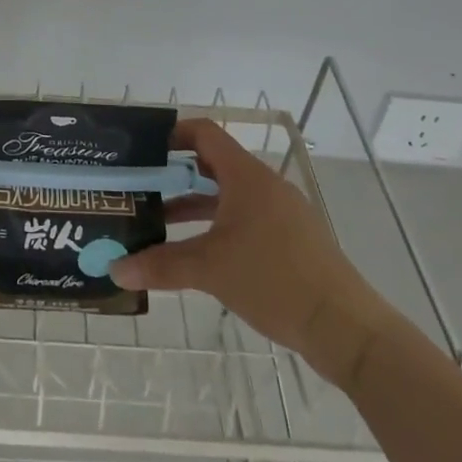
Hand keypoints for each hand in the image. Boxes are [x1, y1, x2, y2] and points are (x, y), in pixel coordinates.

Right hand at [110, 118, 400, 388]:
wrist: (345, 328)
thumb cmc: (274, 281)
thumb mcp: (210, 270)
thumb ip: (161, 265)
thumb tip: (115, 270)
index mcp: (247, 177)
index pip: (205, 134)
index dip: (172, 134)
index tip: (143, 150)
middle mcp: (264, 186)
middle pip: (213, 164)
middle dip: (175, 174)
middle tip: (141, 186)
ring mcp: (281, 213)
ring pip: (228, 195)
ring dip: (194, 203)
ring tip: (159, 220)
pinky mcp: (291, 239)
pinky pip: (245, 217)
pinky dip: (217, 224)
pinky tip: (198, 251)